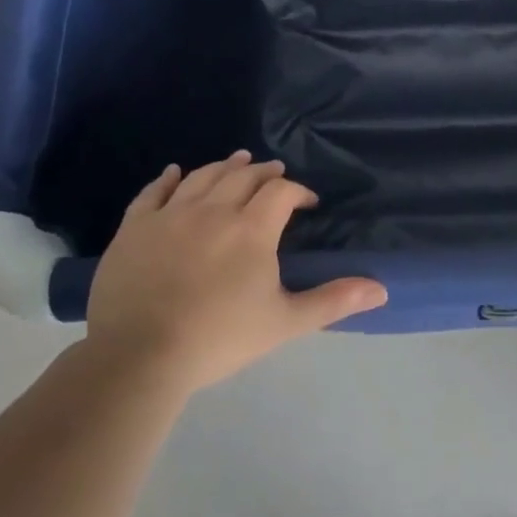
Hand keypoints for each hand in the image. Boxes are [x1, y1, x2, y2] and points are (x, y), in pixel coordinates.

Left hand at [86, 151, 386, 392]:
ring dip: (225, 166)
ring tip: (237, 160)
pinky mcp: (134, 228)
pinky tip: (176, 172)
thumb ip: (333, 301)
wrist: (139, 356)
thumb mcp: (286, 322)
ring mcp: (169, 215)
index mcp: (251, 229)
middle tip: (275, 173)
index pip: (281, 192)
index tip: (309, 202)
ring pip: (202, 177)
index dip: (299, 191)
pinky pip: (153, 192)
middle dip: (264, 172)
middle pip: (242, 176)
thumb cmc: (220, 338)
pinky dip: (169, 178)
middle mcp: (213, 210)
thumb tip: (382, 290)